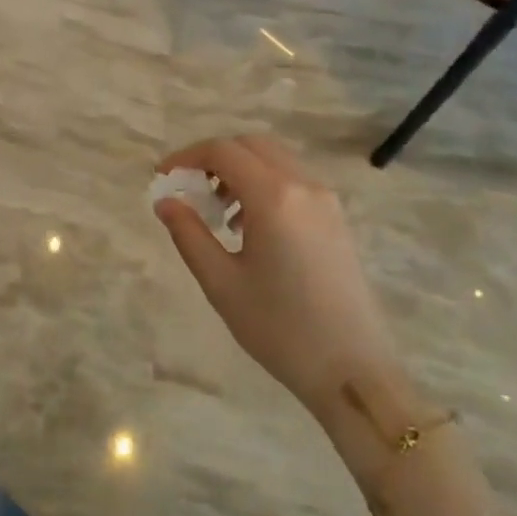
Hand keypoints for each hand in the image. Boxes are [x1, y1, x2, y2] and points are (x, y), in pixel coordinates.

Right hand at [153, 135, 412, 427]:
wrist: (353, 370)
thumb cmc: (280, 328)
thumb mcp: (221, 283)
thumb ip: (188, 234)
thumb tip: (165, 201)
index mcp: (274, 197)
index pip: (222, 151)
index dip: (186, 156)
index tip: (163, 177)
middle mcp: (304, 185)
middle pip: (251, 145)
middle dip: (214, 157)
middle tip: (190, 188)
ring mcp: (326, 200)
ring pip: (275, 159)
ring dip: (241, 170)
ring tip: (219, 213)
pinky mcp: (337, 219)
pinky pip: (294, 181)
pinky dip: (265, 184)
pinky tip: (251, 228)